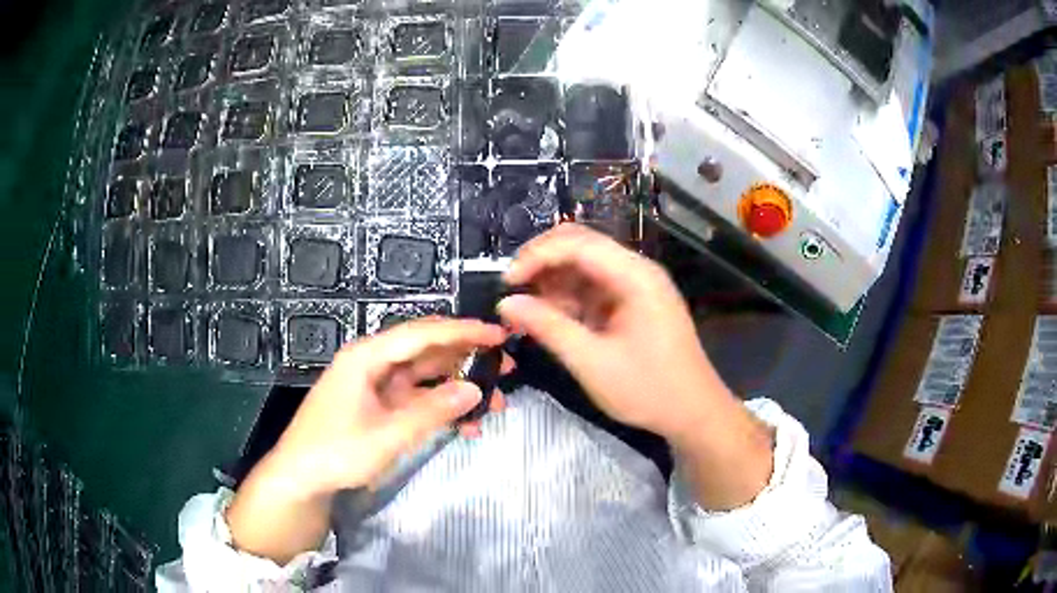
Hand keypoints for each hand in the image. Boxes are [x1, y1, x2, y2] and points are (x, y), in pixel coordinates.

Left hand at [227, 318, 508, 561]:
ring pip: (425, 377)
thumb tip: (474, 388)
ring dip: (457, 388)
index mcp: (367, 357)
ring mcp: (376, 385)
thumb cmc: (336, 452)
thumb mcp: (387, 435)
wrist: (300, 477)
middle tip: (506, 368)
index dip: (463, 332)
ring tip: (494, 404)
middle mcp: (372, 363)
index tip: (500, 335)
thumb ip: (432, 411)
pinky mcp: (378, 406)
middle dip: (467, 359)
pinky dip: (440, 409)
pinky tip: (466, 426)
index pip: (422, 334)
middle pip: (426, 351)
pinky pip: (416, 399)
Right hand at [498, 224, 772, 509]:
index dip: (537, 255)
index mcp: (635, 276)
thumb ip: (548, 328)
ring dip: (553, 281)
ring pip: (585, 266)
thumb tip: (506, 303)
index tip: (507, 282)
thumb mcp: (592, 362)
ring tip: (525, 309)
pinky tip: (549, 317)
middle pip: (582, 246)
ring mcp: (636, 286)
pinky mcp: (632, 304)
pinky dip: (568, 299)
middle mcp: (637, 271)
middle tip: (511, 289)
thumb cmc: (648, 390)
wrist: (693, 413)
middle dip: (542, 261)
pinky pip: (594, 288)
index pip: (578, 244)